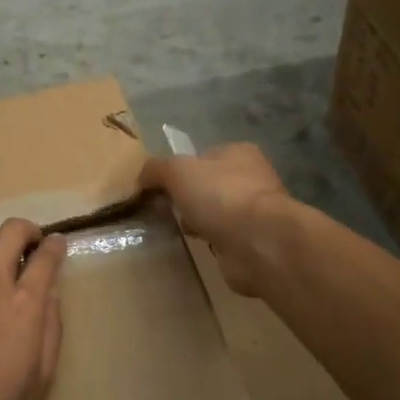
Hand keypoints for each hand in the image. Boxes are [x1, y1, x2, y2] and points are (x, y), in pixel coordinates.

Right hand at [140, 145, 291, 297]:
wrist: (259, 242)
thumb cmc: (220, 196)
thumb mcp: (177, 171)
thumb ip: (156, 169)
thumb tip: (141, 178)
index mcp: (239, 153)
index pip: (204, 156)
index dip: (181, 169)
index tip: (160, 188)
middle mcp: (252, 179)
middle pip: (210, 185)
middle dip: (189, 198)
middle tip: (167, 211)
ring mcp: (256, 212)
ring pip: (217, 213)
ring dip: (200, 222)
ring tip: (179, 231)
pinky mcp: (255, 242)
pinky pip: (225, 239)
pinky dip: (212, 242)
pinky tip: (199, 247)